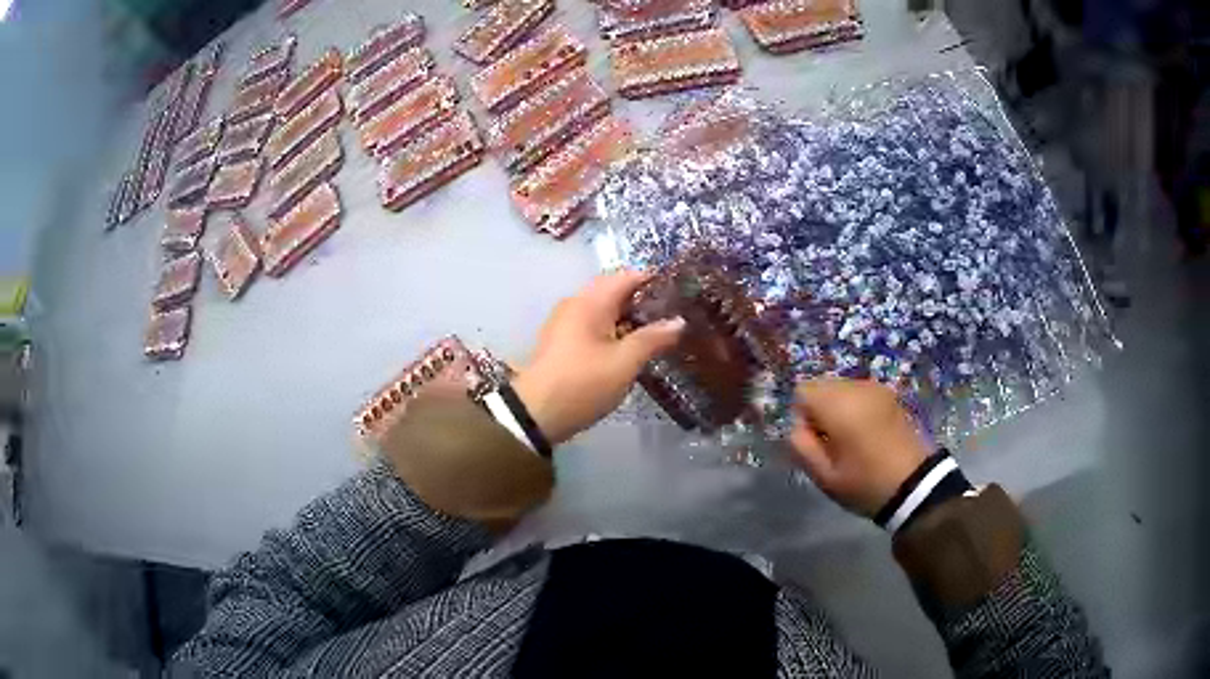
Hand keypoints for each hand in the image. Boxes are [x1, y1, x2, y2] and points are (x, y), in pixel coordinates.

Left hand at [513, 270, 684, 444]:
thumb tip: (679, 321)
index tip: (680, 294)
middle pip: (615, 290)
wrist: (536, 414)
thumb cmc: (583, 384)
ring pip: (604, 309)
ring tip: (657, 333)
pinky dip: (614, 329)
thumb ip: (653, 338)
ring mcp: (566, 322)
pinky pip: (593, 324)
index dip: (655, 281)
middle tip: (673, 316)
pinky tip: (630, 347)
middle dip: (644, 301)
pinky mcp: (562, 341)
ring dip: (629, 317)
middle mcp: (575, 303)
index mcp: (590, 301)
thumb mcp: (624, 363)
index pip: (628, 276)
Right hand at [789, 378, 929, 517]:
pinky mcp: (890, 395)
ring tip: (850, 440)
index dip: (802, 417)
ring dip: (839, 409)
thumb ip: (801, 446)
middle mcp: (855, 387)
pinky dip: (856, 408)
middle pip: (822, 386)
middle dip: (820, 411)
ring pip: (841, 388)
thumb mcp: (824, 476)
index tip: (815, 442)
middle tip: (831, 444)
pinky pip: (860, 393)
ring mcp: (876, 388)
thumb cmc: (865, 482)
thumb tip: (795, 427)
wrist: (914, 484)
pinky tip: (867, 433)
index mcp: (837, 404)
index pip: (802, 392)